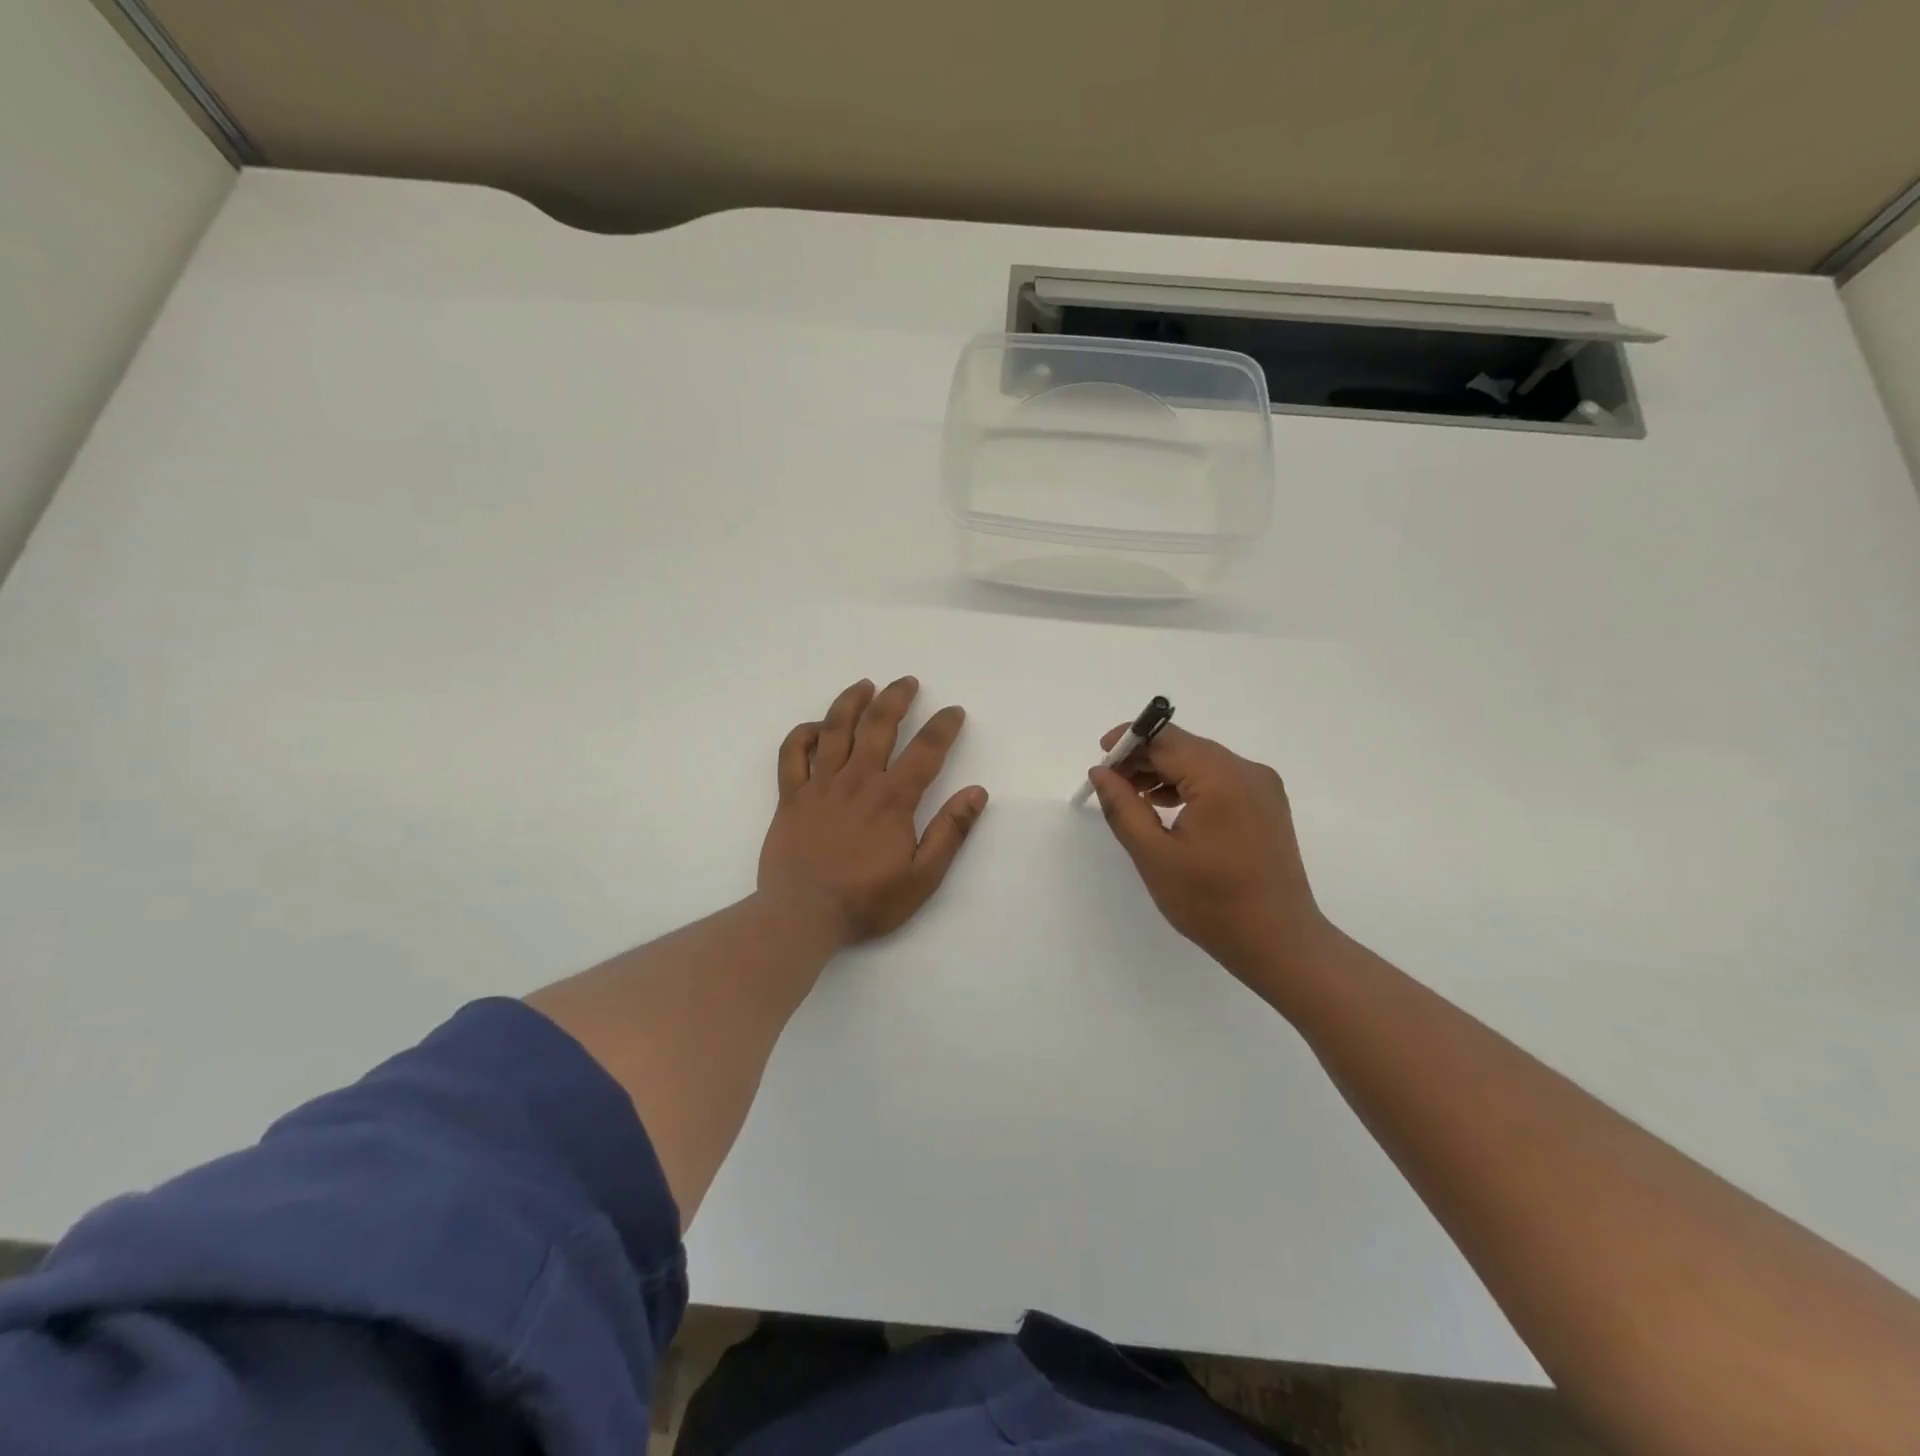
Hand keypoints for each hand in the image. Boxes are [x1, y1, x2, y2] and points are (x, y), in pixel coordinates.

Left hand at [758, 677, 987, 946]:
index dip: (943, 727)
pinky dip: (801, 734)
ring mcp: (819, 785)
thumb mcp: (923, 877)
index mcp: (892, 799)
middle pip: (878, 726)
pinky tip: (814, 727)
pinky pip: (792, 754)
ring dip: (851, 702)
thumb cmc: (867, 901)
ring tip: (865, 685)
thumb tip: (977, 792)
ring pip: (834, 729)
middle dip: (896, 699)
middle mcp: (857, 781)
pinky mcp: (791, 797)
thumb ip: (950, 832)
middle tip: (908, 682)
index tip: (954, 711)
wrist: (802, 915)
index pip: (925, 750)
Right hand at [1088, 724, 1330, 981]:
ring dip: (1165, 771)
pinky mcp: (1266, 804)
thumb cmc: (1211, 903)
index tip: (1100, 759)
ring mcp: (1262, 787)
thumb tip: (1101, 772)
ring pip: (1201, 761)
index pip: (1166, 739)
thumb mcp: (1154, 855)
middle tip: (1111, 783)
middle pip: (1185, 746)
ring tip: (1133, 797)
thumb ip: (1123, 807)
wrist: (1279, 942)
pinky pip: (1219, 779)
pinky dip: (1189, 784)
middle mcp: (1247, 771)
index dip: (1129, 741)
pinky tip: (1166, 806)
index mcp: (1221, 779)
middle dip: (1144, 758)